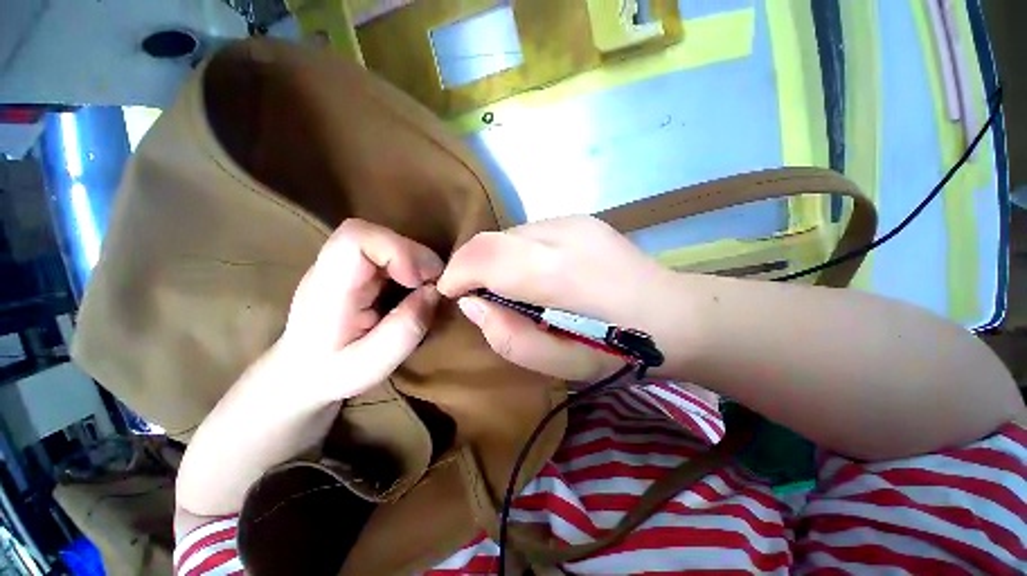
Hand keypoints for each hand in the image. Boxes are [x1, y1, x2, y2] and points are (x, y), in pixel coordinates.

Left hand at [176, 219, 441, 524]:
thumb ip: (401, 331)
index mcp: (325, 292)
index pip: (356, 237)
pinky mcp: (352, 285)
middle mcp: (330, 275)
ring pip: (383, 248)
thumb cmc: (315, 387)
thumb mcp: (363, 369)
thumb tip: (430, 295)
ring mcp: (340, 278)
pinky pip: (387, 265)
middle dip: (414, 255)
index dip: (395, 246)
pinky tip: (416, 294)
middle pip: (374, 236)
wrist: (282, 396)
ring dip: (414, 264)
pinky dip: (409, 273)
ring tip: (429, 291)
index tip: (422, 275)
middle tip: (435, 285)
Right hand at [438, 216, 672, 380]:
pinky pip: (530, 233)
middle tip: (479, 295)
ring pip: (510, 235)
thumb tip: (473, 305)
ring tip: (515, 289)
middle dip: (472, 266)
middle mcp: (562, 233)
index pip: (483, 255)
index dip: (456, 273)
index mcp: (557, 272)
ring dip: (498, 261)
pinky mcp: (580, 218)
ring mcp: (573, 220)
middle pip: (491, 240)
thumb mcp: (561, 365)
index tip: (451, 294)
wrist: (676, 314)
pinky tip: (541, 275)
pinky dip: (519, 253)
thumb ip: (509, 337)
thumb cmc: (619, 351)